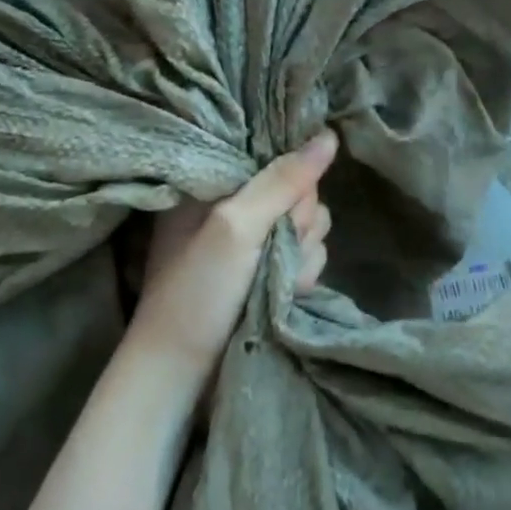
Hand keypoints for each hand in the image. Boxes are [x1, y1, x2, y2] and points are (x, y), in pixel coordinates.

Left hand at [131, 131, 336, 376]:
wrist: (182, 374)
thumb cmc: (196, 291)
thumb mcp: (235, 227)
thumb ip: (282, 181)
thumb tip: (329, 135)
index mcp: (216, 181)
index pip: (276, 154)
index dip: (291, 178)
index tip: (283, 205)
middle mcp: (237, 204)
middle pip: (301, 191)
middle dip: (298, 223)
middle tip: (270, 249)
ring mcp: (255, 240)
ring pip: (311, 225)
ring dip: (302, 255)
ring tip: (274, 281)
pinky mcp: (269, 269)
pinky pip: (309, 255)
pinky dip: (302, 275)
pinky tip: (284, 294)